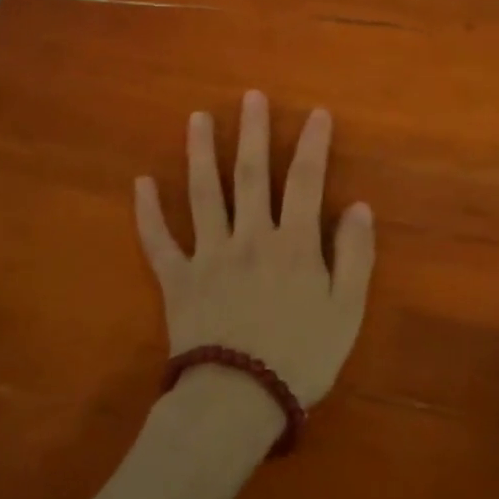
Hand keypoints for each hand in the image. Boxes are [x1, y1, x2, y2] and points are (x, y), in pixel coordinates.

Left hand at [134, 91, 374, 408]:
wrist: (236, 402)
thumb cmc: (300, 357)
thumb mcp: (346, 310)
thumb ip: (354, 255)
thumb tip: (358, 206)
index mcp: (292, 243)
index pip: (305, 181)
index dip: (313, 144)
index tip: (316, 112)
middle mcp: (248, 237)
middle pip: (250, 175)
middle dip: (252, 132)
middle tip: (250, 96)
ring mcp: (208, 256)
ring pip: (202, 195)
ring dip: (200, 154)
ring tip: (198, 118)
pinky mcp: (177, 280)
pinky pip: (158, 242)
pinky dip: (147, 213)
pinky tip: (141, 183)